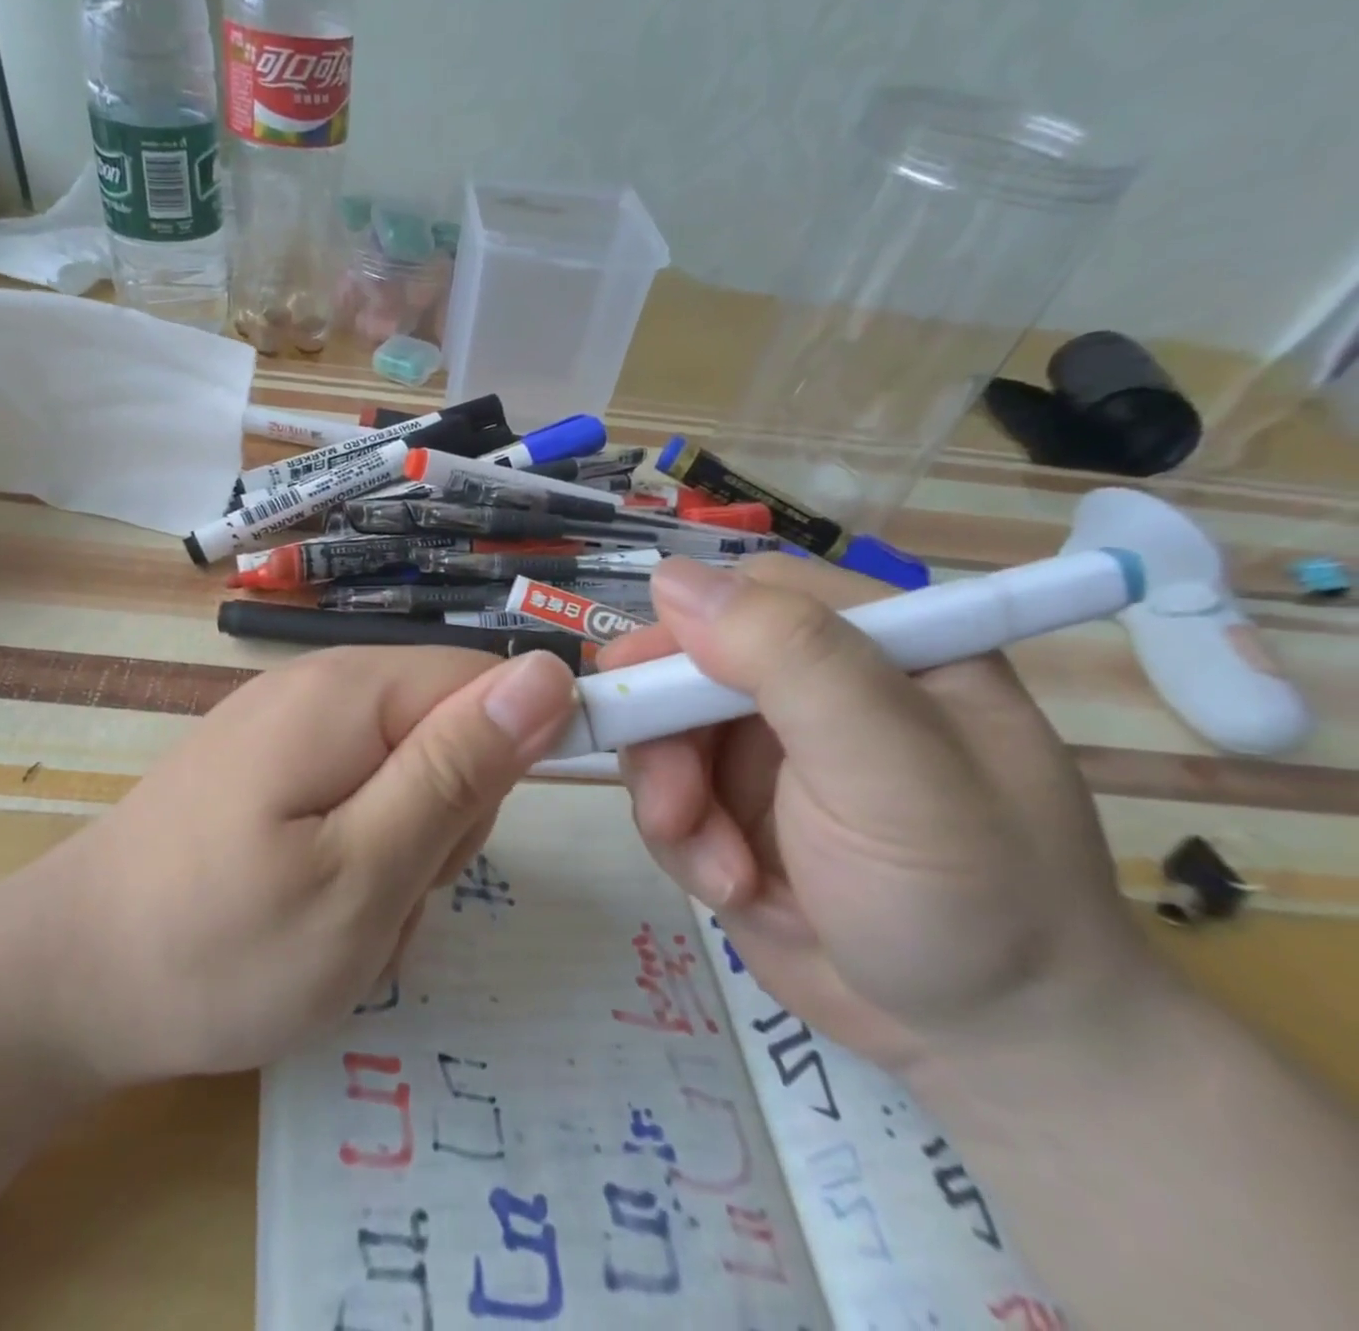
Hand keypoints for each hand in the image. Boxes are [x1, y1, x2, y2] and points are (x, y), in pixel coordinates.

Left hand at [0, 645, 578, 1086]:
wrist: (64, 984)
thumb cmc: (217, 945)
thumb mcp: (363, 874)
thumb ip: (457, 770)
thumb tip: (547, 673)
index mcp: (349, 692)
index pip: (486, 682)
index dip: (508, 756)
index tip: (457, 844)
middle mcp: (320, 686)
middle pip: (448, 727)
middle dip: (445, 817)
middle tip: (385, 890)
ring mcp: (289, 725)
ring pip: (408, 770)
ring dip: (404, 847)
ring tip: (344, 912)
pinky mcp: (270, 766)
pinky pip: (358, 792)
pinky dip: (361, 853)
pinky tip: (313, 905)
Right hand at [599, 554, 1156, 1076]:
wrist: (984, 1049)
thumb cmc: (967, 896)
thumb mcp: (893, 771)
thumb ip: (793, 661)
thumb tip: (670, 576)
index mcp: (877, 645)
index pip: (750, 594)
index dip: (683, 633)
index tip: (642, 694)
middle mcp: (814, 688)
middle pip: (685, 668)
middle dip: (664, 738)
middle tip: (673, 806)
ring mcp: (767, 751)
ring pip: (662, 735)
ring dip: (670, 800)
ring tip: (720, 871)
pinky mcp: (733, 808)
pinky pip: (666, 795)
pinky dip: (680, 841)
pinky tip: (729, 888)